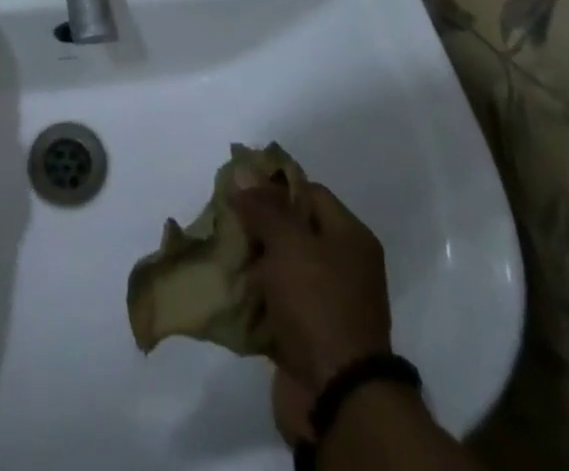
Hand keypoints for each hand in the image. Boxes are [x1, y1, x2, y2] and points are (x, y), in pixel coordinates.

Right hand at [235, 180, 392, 396]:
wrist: (336, 398)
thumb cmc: (318, 304)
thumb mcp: (290, 242)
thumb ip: (265, 206)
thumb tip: (242, 170)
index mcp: (350, 237)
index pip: (309, 192)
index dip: (274, 185)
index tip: (238, 186)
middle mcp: (342, 266)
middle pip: (293, 229)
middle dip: (257, 224)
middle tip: (223, 218)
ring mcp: (325, 303)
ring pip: (280, 267)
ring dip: (251, 261)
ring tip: (218, 250)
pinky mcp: (305, 335)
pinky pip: (274, 303)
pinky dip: (252, 297)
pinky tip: (226, 286)